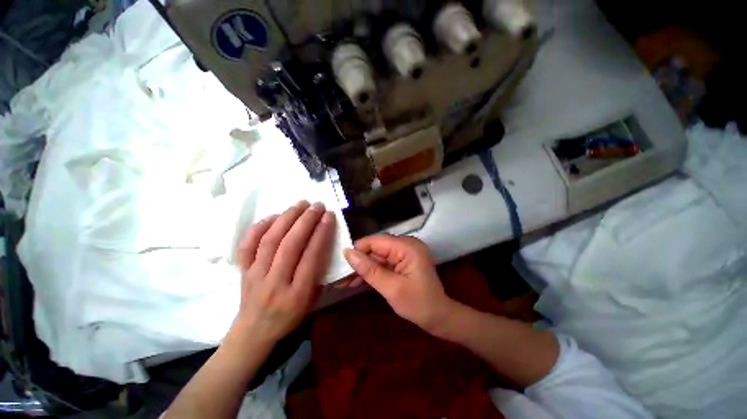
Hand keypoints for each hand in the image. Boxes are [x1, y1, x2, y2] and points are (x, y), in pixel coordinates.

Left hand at [231, 201, 335, 343]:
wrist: (254, 332)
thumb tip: (324, 243)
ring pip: (270, 240)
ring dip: (287, 218)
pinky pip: (247, 245)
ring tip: (300, 204)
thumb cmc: (290, 317)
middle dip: (306, 220)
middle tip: (316, 205)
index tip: (328, 215)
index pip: (311, 256)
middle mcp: (275, 283)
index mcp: (297, 294)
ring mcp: (255, 276)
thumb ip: (319, 273)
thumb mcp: (313, 300)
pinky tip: (274, 216)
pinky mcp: (242, 271)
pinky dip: (259, 227)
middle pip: (290, 244)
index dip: (321, 232)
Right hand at [343, 235, 456, 333]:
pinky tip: (357, 281)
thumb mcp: (391, 288)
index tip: (341, 264)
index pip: (375, 241)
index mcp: (407, 247)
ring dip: (363, 269)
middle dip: (358, 263)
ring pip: (377, 257)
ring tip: (344, 282)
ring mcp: (405, 253)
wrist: (439, 317)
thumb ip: (369, 269)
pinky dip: (372, 272)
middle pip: (375, 249)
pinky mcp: (403, 261)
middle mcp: (406, 245)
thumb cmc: (418, 304)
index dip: (357, 251)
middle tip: (339, 277)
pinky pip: (384, 263)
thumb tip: (348, 253)